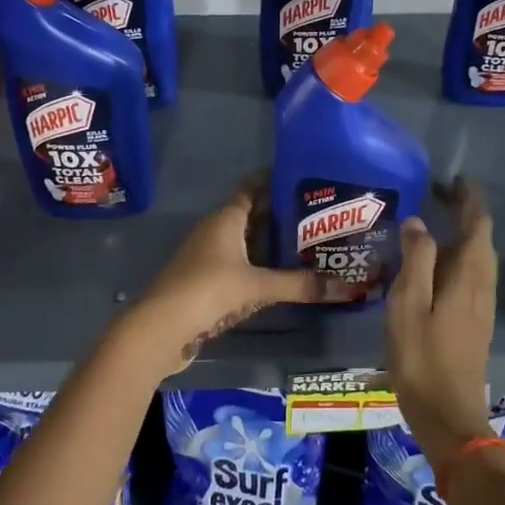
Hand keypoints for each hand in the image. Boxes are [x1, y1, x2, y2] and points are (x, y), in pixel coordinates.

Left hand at [120, 177, 339, 373]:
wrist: (162, 327)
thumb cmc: (209, 290)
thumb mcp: (258, 286)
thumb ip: (299, 285)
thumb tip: (343, 288)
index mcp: (226, 219)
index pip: (251, 188)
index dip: (274, 180)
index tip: (302, 178)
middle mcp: (215, 230)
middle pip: (252, 215)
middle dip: (281, 216)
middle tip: (318, 218)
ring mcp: (207, 256)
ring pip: (245, 242)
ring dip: (270, 244)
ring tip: (306, 246)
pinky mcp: (205, 280)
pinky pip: (238, 264)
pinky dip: (258, 266)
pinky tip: (279, 277)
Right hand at [386, 179, 498, 460]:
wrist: (449, 415)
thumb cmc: (423, 357)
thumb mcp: (409, 304)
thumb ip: (416, 260)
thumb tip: (419, 222)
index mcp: (468, 277)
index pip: (478, 225)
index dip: (469, 200)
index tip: (454, 179)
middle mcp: (481, 287)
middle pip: (481, 240)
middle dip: (466, 214)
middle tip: (439, 195)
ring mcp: (481, 307)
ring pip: (478, 259)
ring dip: (464, 236)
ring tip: (438, 221)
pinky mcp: (475, 323)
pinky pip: (472, 276)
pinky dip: (459, 258)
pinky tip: (438, 265)